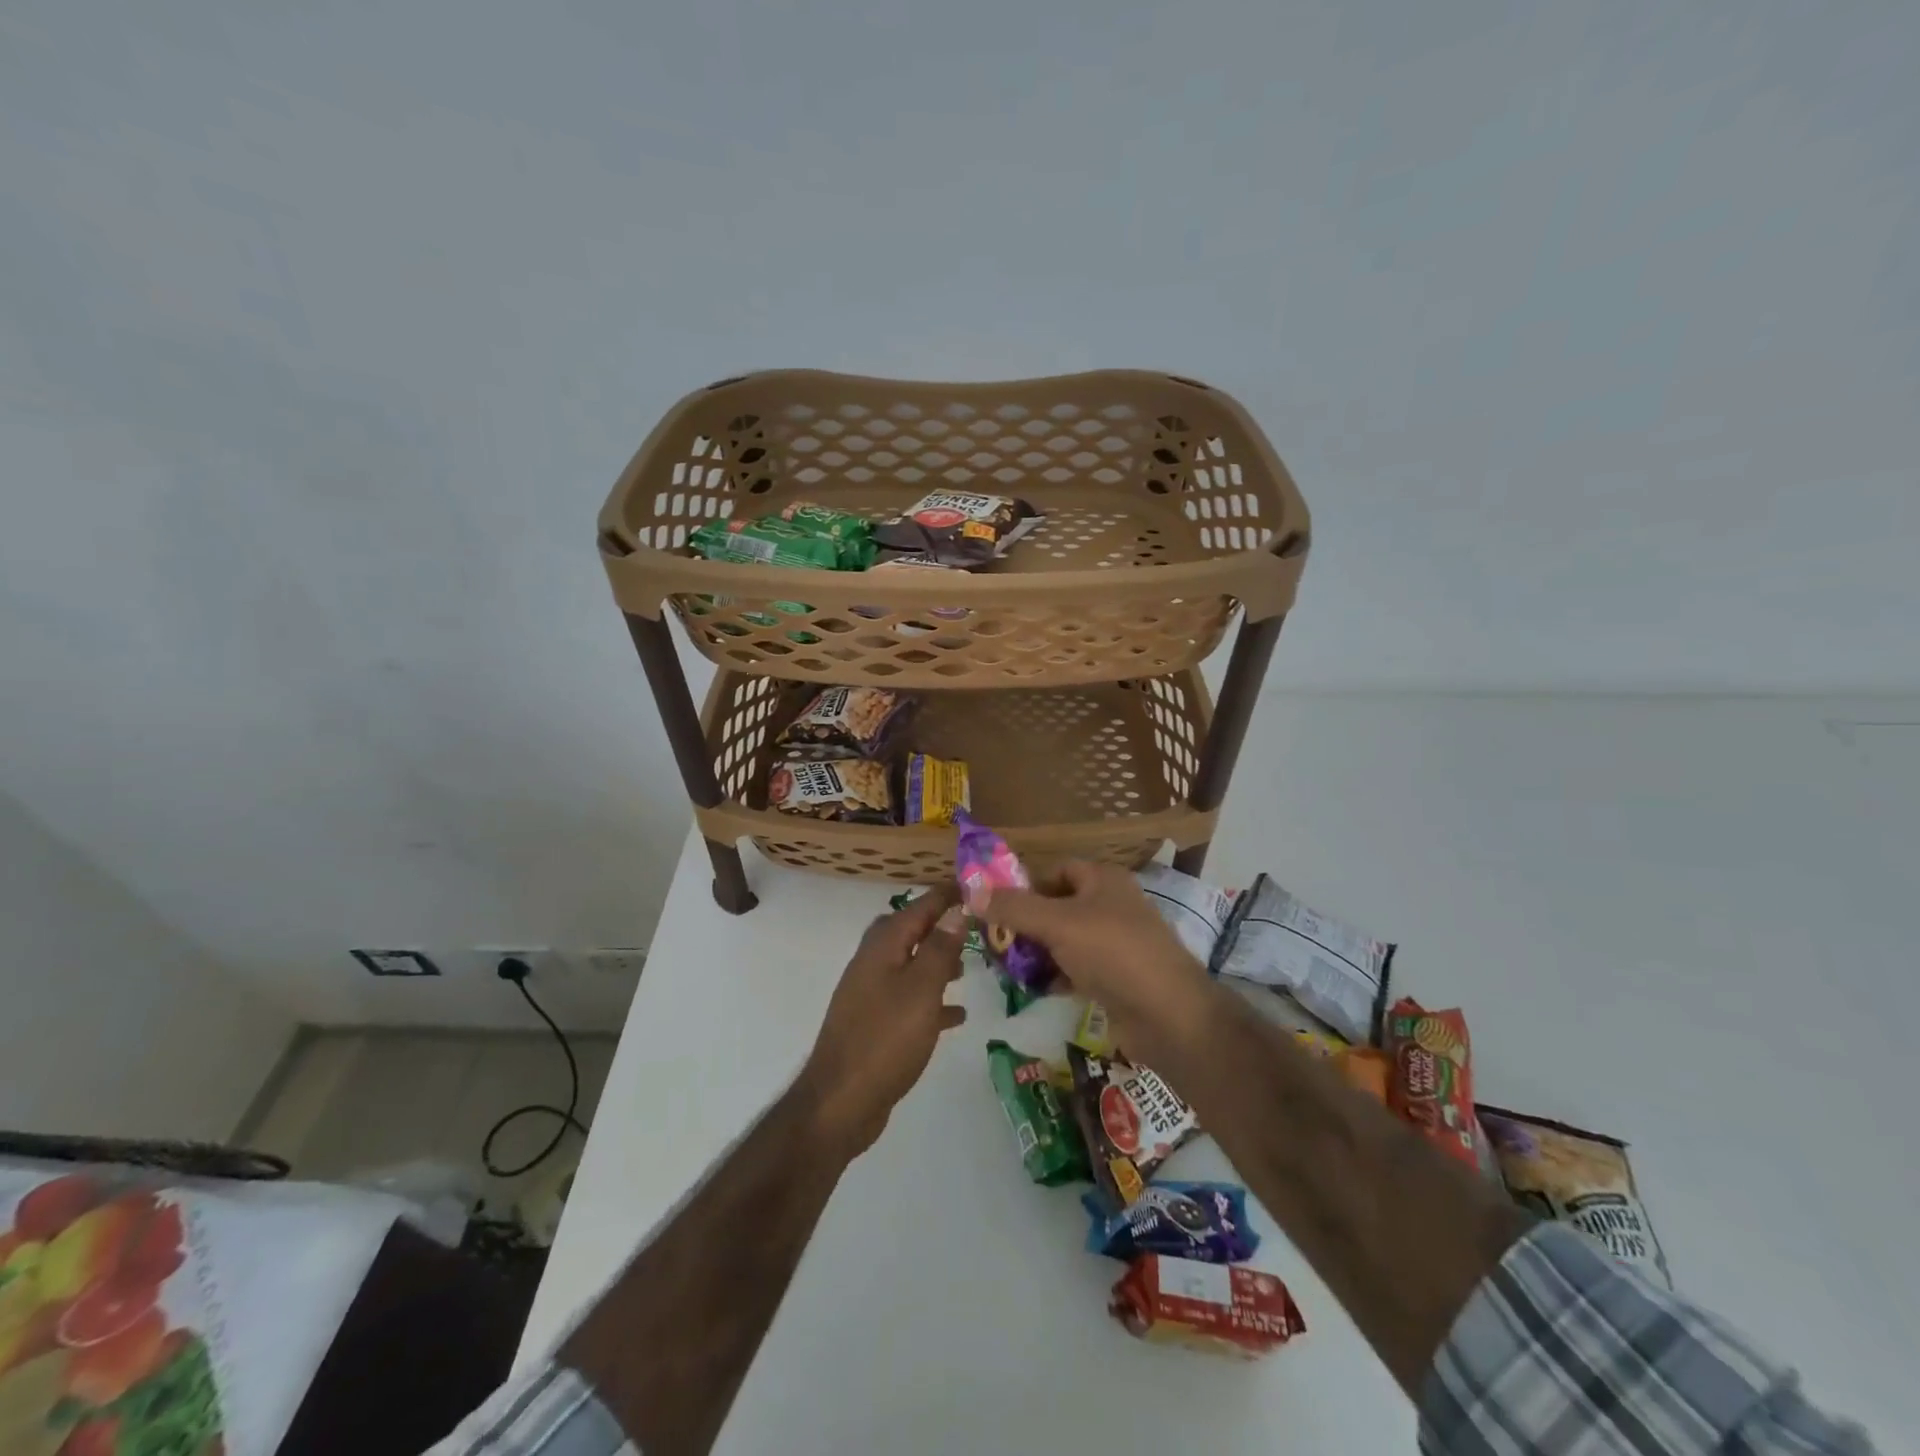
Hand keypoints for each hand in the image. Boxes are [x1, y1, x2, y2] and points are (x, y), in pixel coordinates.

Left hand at [799, 884, 968, 1154]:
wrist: (841, 1101)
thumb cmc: (886, 1038)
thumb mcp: (922, 989)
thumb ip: (940, 948)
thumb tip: (956, 909)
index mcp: (883, 947)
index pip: (918, 907)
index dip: (944, 895)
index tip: (973, 884)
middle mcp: (873, 963)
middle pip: (908, 931)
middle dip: (938, 925)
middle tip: (971, 924)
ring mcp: (871, 994)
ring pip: (909, 965)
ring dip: (936, 961)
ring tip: (968, 966)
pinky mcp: (875, 1024)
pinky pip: (909, 1000)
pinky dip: (932, 1000)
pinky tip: (957, 1014)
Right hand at [973, 862, 1215, 1069]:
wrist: (1169, 1016)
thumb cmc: (1114, 953)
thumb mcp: (1057, 923)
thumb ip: (1014, 907)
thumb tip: (971, 891)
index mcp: (1103, 880)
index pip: (1055, 870)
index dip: (1024, 885)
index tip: (994, 908)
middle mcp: (1110, 905)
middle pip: (1056, 905)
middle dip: (1025, 923)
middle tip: (994, 941)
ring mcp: (1115, 943)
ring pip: (1064, 939)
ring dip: (1037, 952)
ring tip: (1006, 968)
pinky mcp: (1115, 977)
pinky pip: (1076, 968)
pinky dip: (1055, 976)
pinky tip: (1034, 990)